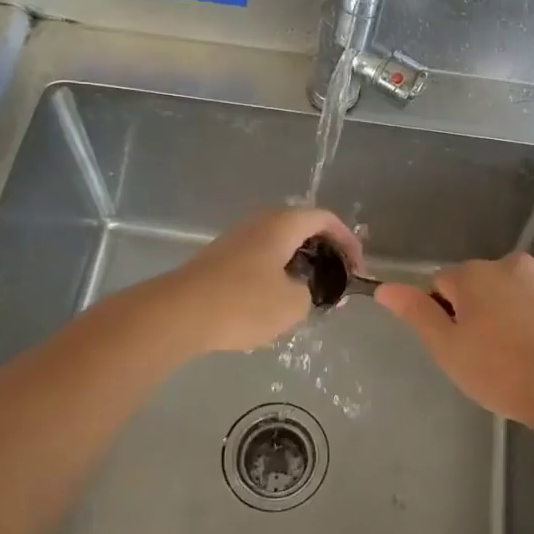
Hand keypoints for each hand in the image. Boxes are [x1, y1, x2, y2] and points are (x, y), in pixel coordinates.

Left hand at [150, 207, 361, 356]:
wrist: (177, 314)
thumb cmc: (243, 303)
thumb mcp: (293, 305)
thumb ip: (310, 293)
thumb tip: (302, 289)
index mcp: (282, 225)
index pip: (325, 218)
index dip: (347, 240)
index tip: (357, 267)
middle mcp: (259, 223)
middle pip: (300, 228)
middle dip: (323, 252)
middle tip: (335, 279)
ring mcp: (235, 240)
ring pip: (277, 245)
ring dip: (297, 265)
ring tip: (307, 294)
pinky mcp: (218, 260)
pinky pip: (258, 259)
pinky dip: (275, 274)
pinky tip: (273, 304)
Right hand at [375, 254, 533, 428]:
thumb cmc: (502, 372)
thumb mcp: (448, 349)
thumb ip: (417, 313)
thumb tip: (385, 288)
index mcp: (476, 275)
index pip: (445, 284)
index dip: (448, 314)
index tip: (463, 344)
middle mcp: (514, 263)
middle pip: (487, 283)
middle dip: (486, 308)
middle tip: (494, 352)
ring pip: (524, 290)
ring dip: (521, 310)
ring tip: (529, 353)